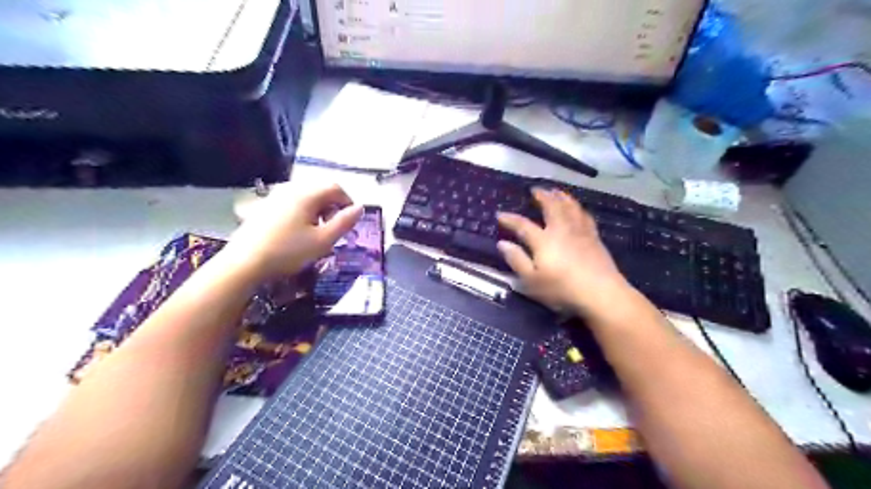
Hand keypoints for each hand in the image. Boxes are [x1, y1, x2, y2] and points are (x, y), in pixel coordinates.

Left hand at [224, 183, 365, 282]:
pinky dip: (302, 213)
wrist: (243, 264)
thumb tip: (359, 208)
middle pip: (320, 190)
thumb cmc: (288, 252)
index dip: (348, 202)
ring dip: (317, 210)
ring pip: (305, 197)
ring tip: (316, 233)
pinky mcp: (264, 207)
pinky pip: (291, 203)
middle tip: (333, 229)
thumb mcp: (323, 241)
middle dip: (332, 207)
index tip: (350, 222)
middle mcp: (290, 189)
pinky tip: (296, 233)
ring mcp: (274, 196)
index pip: (336, 188)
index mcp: (306, 194)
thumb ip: (344, 222)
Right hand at [497, 188, 633, 315]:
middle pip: (551, 207)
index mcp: (543, 240)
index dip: (510, 219)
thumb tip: (502, 243)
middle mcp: (561, 230)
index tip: (500, 214)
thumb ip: (517, 260)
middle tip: (536, 189)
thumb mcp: (532, 281)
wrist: (601, 293)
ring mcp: (580, 232)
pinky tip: (578, 208)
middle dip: (542, 196)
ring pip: (570, 207)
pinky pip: (584, 216)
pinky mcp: (594, 238)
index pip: (523, 225)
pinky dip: (578, 208)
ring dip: (561, 197)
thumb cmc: (562, 290)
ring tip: (556, 191)